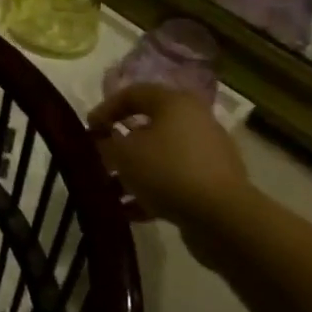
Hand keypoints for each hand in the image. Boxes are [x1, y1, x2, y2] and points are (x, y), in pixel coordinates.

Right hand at [87, 84, 254, 239]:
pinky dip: (151, 191)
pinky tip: (128, 210)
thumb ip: (106, 142)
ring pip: (159, 156)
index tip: (88, 130)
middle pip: (147, 127)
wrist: (222, 217)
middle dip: (118, 145)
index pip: (133, 93)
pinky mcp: (212, 183)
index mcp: (175, 103)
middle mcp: (194, 121)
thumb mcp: (123, 153)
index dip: (105, 109)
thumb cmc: (166, 170)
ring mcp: (207, 154)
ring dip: (132, 172)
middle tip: (98, 160)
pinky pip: (174, 180)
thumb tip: (104, 140)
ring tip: (109, 191)